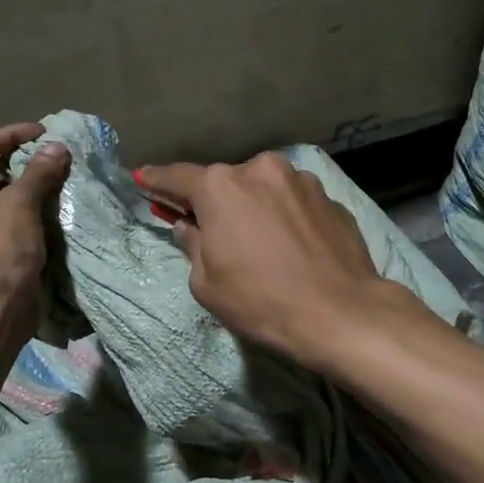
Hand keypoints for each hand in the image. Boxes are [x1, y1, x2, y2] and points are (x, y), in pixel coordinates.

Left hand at [0, 124, 69, 340]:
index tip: (41, 132)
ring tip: (52, 187)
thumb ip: (37, 173)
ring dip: (22, 196)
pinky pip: (0, 231)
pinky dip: (21, 221)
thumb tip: (57, 148)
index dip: (9, 136)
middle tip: (47, 160)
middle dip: (17, 168)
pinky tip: (46, 218)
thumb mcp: (19, 205)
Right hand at [134, 152, 398, 369]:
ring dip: (256, 208)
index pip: (177, 177)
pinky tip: (294, 248)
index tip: (143, 179)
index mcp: (221, 187)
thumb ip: (192, 245)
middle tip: (215, 232)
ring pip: (265, 190)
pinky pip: (295, 204)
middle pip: (226, 183)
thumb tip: (189, 227)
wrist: (340, 313)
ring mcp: (301, 180)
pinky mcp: (331, 198)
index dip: (157, 181)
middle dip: (216, 203)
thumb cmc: (261, 300)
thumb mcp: (206, 284)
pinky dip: (287, 218)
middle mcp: (261, 169)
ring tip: (263, 245)